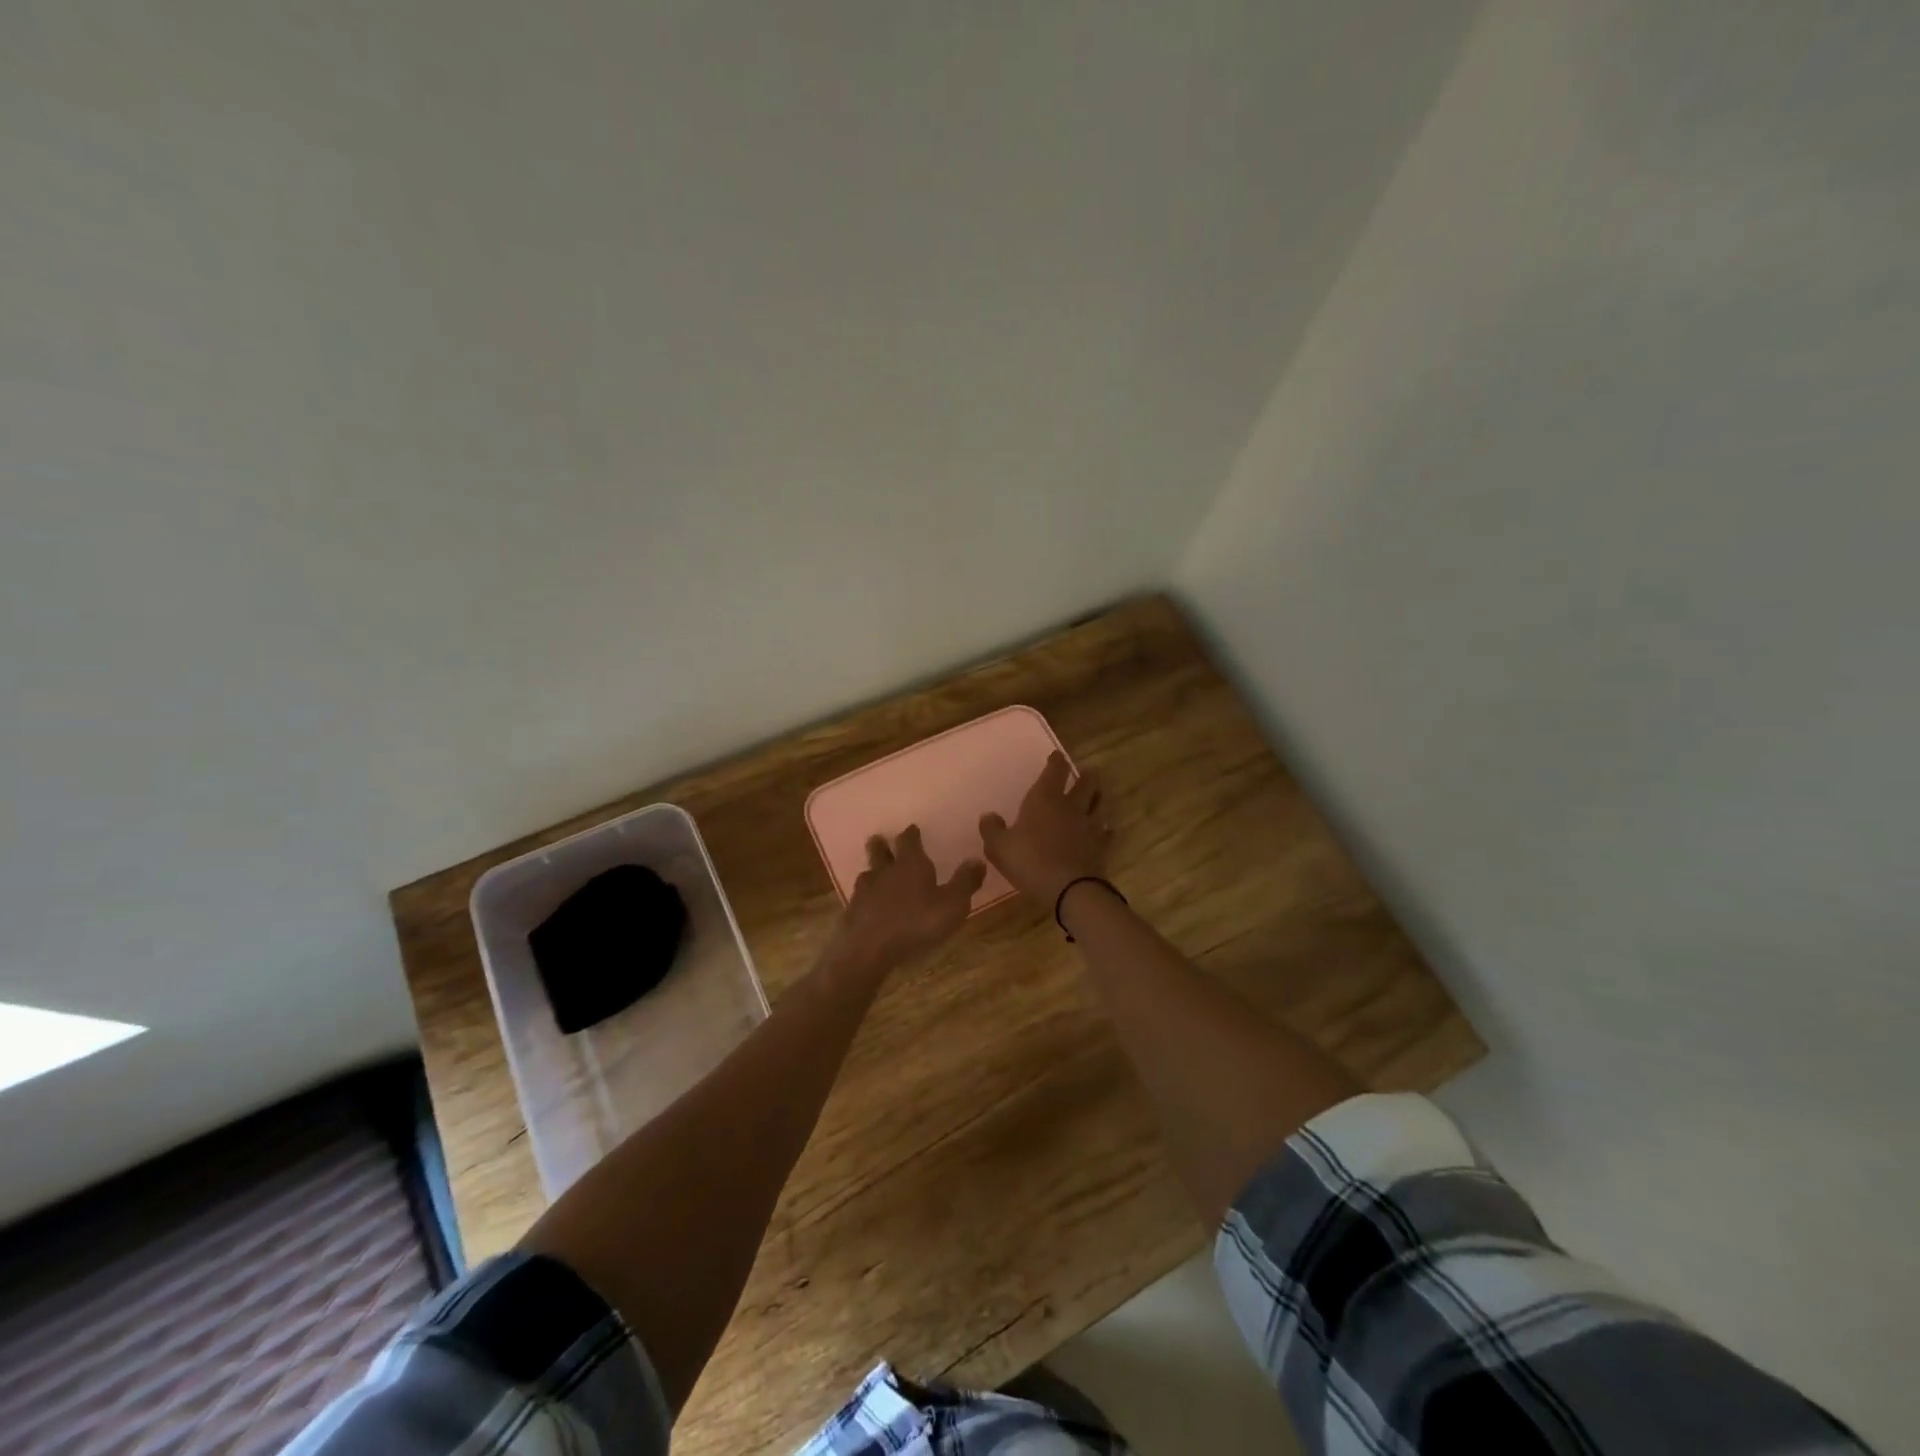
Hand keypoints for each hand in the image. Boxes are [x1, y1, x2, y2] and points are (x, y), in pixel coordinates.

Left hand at [827, 825, 984, 976]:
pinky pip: (859, 898)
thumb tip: (978, 859)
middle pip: (880, 851)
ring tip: (875, 873)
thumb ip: (965, 882)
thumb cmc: (916, 923)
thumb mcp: (952, 905)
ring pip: (867, 874)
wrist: (868, 950)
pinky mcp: (852, 912)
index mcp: (910, 864)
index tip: (912, 829)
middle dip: (882, 845)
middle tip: (881, 840)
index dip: (911, 834)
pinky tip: (868, 905)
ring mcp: (864, 891)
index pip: (909, 840)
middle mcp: (885, 871)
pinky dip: (865, 898)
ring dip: (872, 871)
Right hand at [979, 751, 1109, 906]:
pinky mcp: (1101, 847)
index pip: (1055, 771)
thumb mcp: (999, 847)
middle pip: (1086, 783)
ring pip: (1100, 804)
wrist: (1069, 890)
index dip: (1056, 761)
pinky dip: (1106, 830)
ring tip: (1098, 794)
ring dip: (1099, 797)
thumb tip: (988, 816)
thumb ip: (992, 829)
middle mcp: (1071, 806)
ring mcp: (1089, 826)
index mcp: (1045, 799)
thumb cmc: (1030, 862)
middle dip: (1086, 775)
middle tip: (1088, 772)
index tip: (1057, 756)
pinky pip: (1107, 833)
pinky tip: (1105, 831)